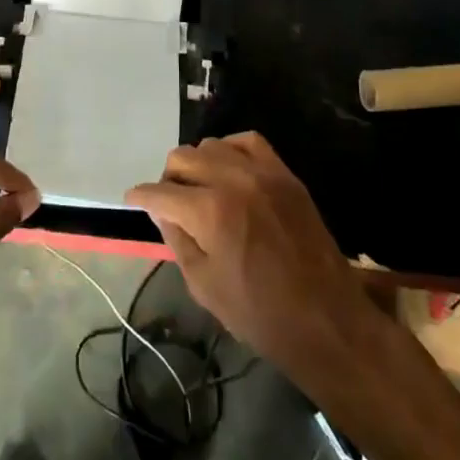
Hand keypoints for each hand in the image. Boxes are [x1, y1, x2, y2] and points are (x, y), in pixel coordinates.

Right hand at [126, 134, 380, 390]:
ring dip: (197, 164)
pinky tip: (227, 170)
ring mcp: (262, 173)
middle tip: (170, 204)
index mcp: (209, 213)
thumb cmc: (260, 313)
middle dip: (167, 180)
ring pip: (211, 145)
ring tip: (200, 190)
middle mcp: (232, 180)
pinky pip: (249, 141)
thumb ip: (177, 240)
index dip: (140, 197)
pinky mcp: (285, 174)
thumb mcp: (204, 285)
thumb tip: (161, 211)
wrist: (326, 318)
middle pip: (182, 158)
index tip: (133, 200)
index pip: (159, 192)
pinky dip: (230, 150)